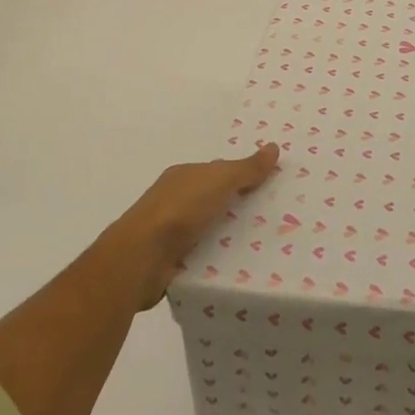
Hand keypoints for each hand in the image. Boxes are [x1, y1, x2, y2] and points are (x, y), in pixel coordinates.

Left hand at [104, 142, 280, 308]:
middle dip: (237, 207)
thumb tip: (274, 147)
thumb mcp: (219, 181)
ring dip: (228, 236)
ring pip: (208, 230)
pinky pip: (201, 257)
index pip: (217, 172)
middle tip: (273, 219)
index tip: (268, 186)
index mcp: (183, 176)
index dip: (241, 176)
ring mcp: (169, 232)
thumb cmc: (180, 209)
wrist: (141, 257)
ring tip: (263, 247)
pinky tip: (236, 268)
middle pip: (213, 201)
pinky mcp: (169, 262)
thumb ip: (246, 168)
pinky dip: (216, 260)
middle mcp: (174, 200)